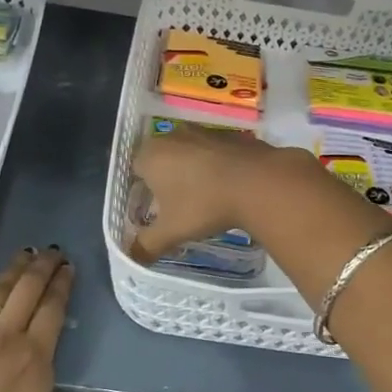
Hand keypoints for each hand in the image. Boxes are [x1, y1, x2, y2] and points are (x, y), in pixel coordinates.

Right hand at [129, 125, 314, 260]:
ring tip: (202, 197)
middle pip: (161, 157)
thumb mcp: (171, 232)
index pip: (135, 168)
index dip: (141, 189)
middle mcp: (173, 137)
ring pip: (188, 152)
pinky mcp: (230, 135)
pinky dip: (215, 166)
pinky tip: (226, 186)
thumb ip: (146, 246)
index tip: (152, 209)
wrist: (258, 181)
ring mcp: (204, 133)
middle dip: (166, 179)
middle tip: (175, 205)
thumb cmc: (204, 204)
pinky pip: (214, 152)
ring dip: (191, 170)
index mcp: (151, 155)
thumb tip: (133, 258)